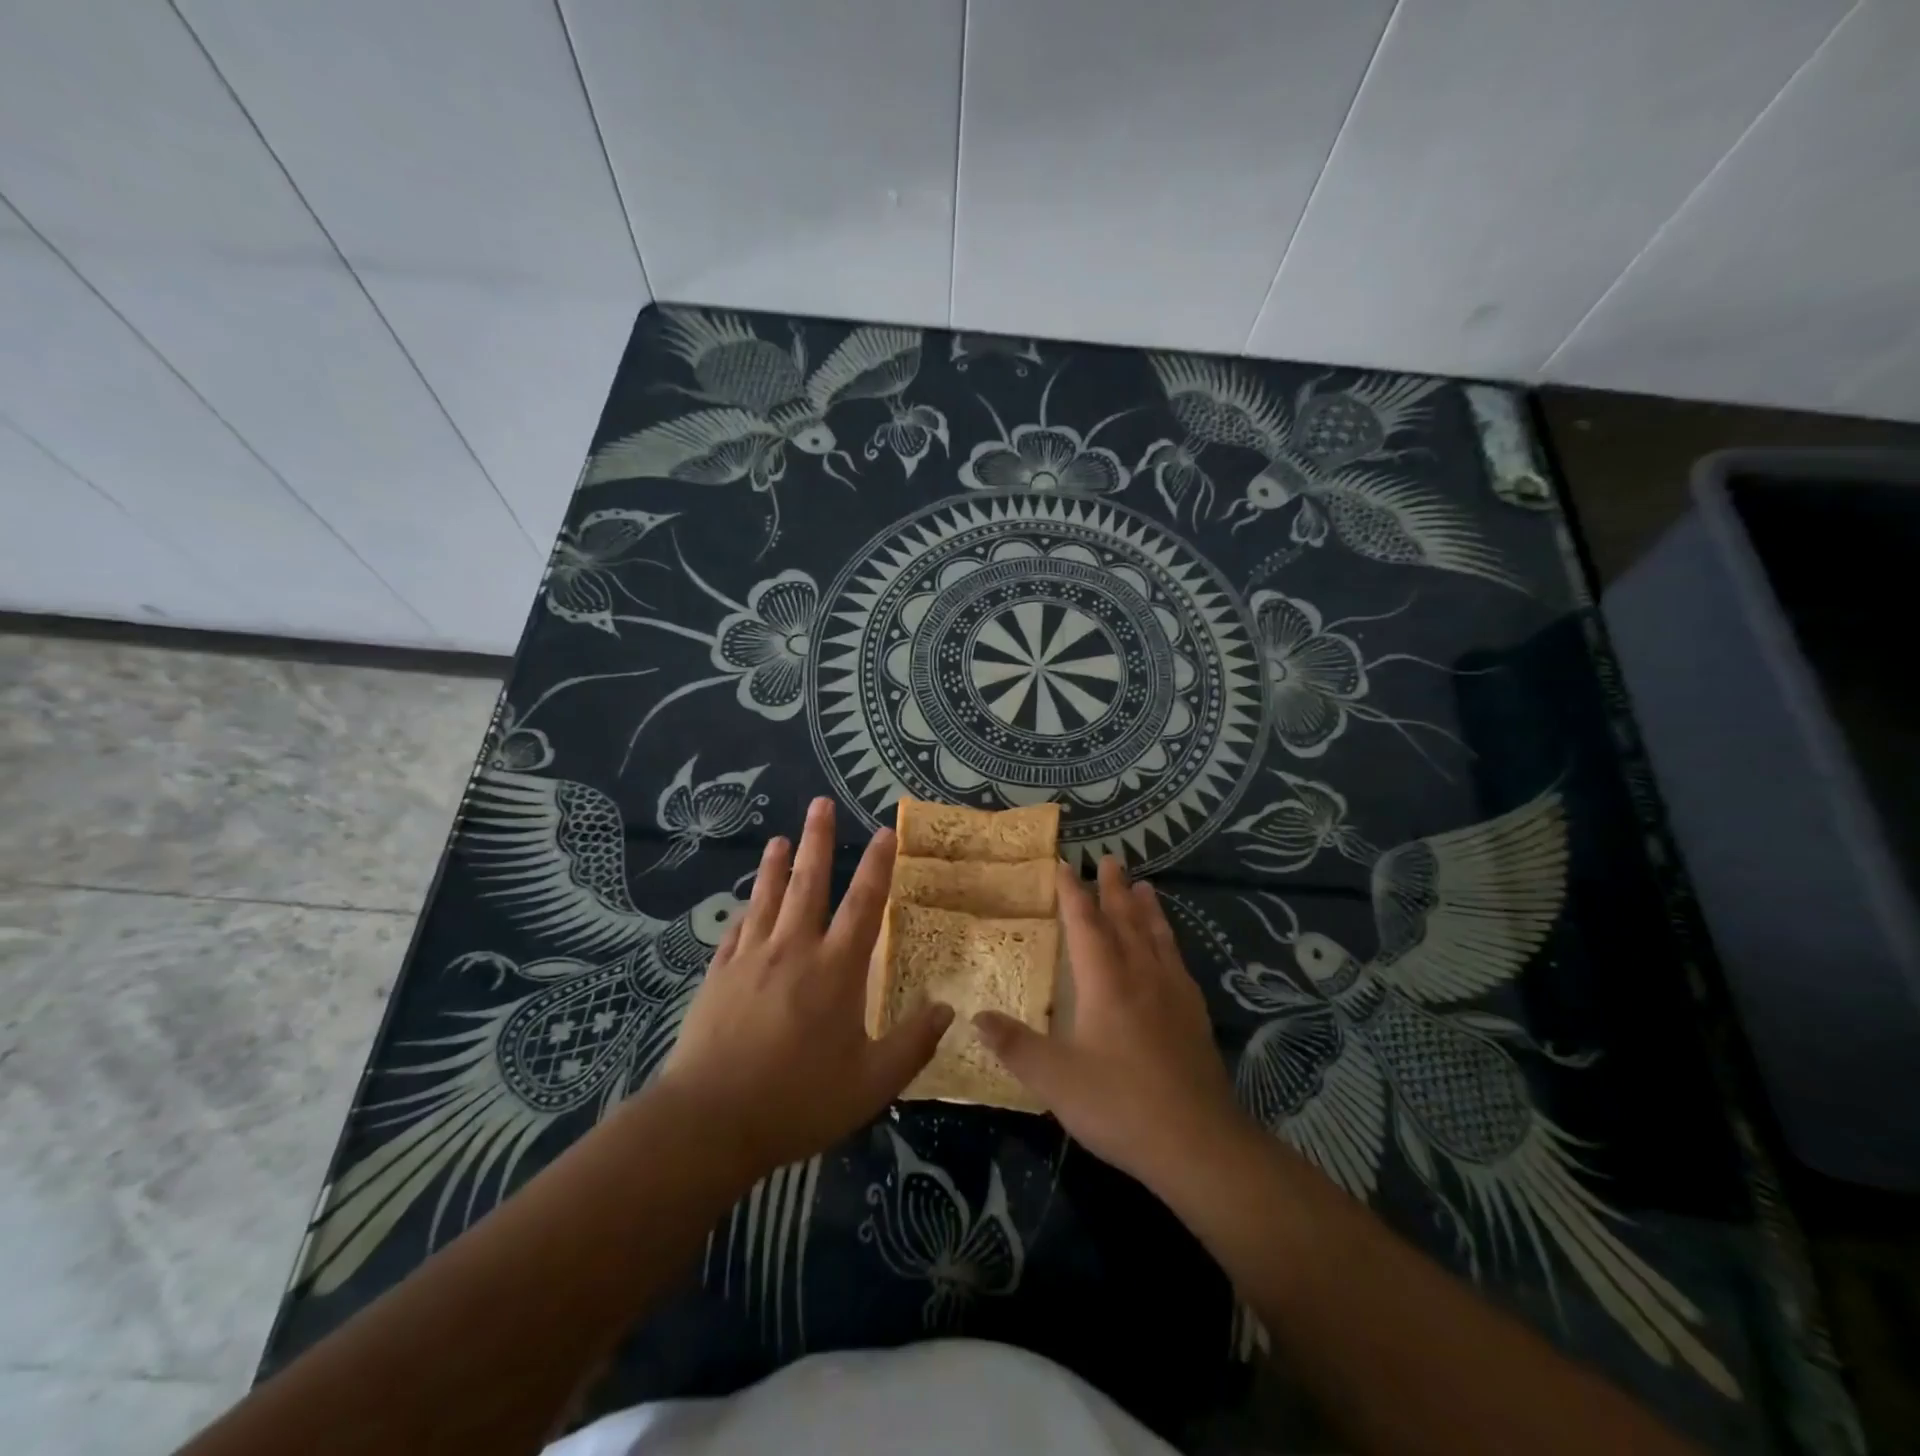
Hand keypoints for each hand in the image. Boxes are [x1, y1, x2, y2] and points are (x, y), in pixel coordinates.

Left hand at [656, 798, 951, 1179]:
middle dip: (817, 840)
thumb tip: (948, 1008)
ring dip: (775, 866)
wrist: (709, 1122)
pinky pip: (735, 932)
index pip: (864, 904)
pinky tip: (746, 906)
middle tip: (820, 803)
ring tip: (780, 838)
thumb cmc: (798, 1100)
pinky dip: (745, 913)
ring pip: (766, 899)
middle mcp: (793, 950)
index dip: (877, 865)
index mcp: (835, 970)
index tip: (884, 832)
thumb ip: (912, 1044)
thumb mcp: (871, 1083)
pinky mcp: (718, 977)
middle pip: (808, 883)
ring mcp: (750, 959)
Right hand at [974, 857, 1249, 1191]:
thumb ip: (1015, 1046)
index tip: (1065, 866)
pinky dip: (1170, 943)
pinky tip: (1171, 951)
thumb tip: (976, 1017)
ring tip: (1146, 886)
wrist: (1197, 1142)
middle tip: (1111, 859)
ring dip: (1148, 909)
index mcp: (1105, 982)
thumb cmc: (1119, 1104)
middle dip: (1115, 889)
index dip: (1073, 894)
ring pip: (1157, 937)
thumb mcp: (1055, 1080)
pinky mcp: (1195, 1016)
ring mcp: (1173, 994)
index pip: (1085, 924)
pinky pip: (1178, 963)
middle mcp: (1141, 976)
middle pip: (1126, 920)